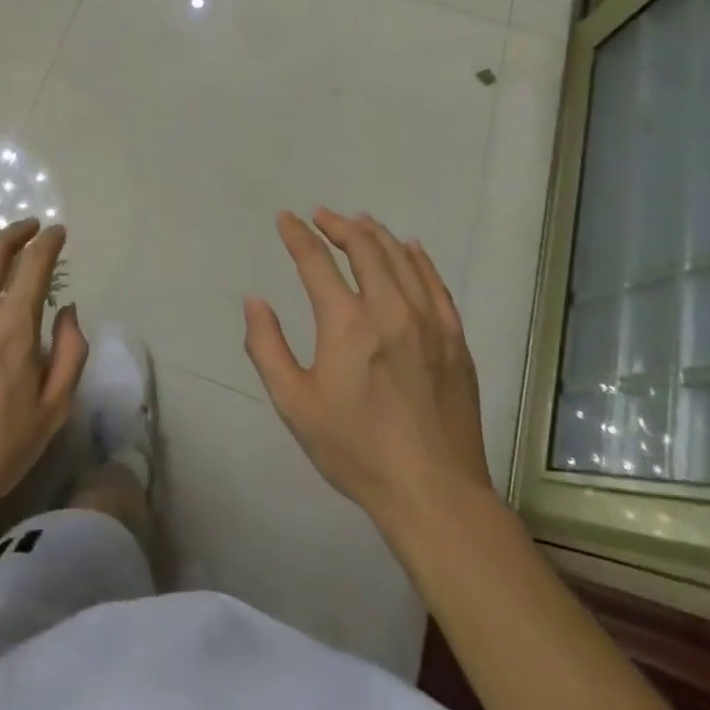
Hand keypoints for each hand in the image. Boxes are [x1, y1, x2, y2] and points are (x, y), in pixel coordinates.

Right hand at [243, 209, 492, 536]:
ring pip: (401, 258)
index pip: (316, 261)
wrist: (434, 494)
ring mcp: (429, 322)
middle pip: (364, 248)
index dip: (297, 235)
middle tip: (322, 216)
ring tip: (359, 222)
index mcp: (347, 323)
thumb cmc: (356, 450)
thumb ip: (267, 347)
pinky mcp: (454, 339)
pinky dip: (418, 259)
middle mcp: (390, 309)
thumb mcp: (294, 404)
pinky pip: (435, 283)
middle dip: (338, 225)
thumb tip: (254, 301)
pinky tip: (411, 249)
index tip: (286, 219)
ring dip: (376, 234)